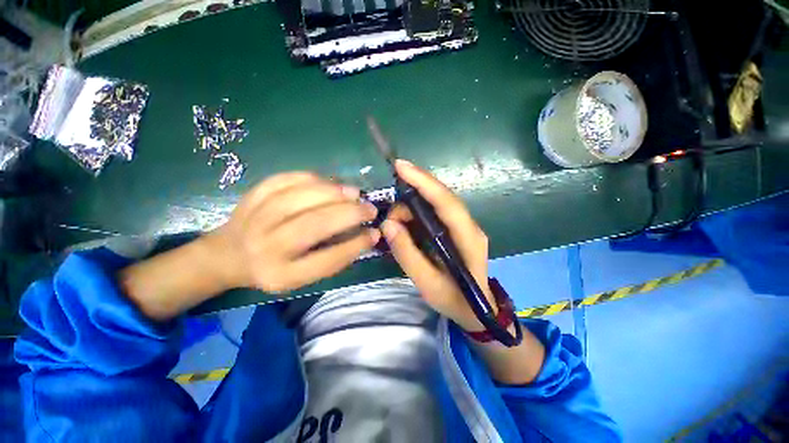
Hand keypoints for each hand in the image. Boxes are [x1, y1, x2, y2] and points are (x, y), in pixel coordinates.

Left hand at [208, 172, 379, 292]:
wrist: (228, 255)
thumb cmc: (274, 268)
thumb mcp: (303, 276)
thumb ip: (333, 257)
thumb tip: (366, 234)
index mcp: (282, 274)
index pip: (326, 260)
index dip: (355, 245)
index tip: (374, 233)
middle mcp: (266, 248)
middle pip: (313, 225)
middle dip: (349, 214)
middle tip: (370, 209)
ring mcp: (255, 218)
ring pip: (299, 198)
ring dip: (333, 192)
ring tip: (354, 193)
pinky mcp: (251, 196)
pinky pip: (285, 180)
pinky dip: (312, 178)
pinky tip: (329, 183)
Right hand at [381, 160, 494, 331]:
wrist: (476, 311)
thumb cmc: (455, 300)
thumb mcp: (427, 283)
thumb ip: (407, 253)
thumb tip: (388, 224)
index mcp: (468, 238)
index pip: (446, 202)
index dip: (424, 181)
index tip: (400, 166)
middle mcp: (469, 225)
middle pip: (440, 197)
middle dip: (411, 197)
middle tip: (390, 217)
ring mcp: (464, 226)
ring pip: (435, 203)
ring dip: (412, 208)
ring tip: (395, 226)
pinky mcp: (456, 229)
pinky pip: (434, 212)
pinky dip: (416, 214)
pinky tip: (405, 224)